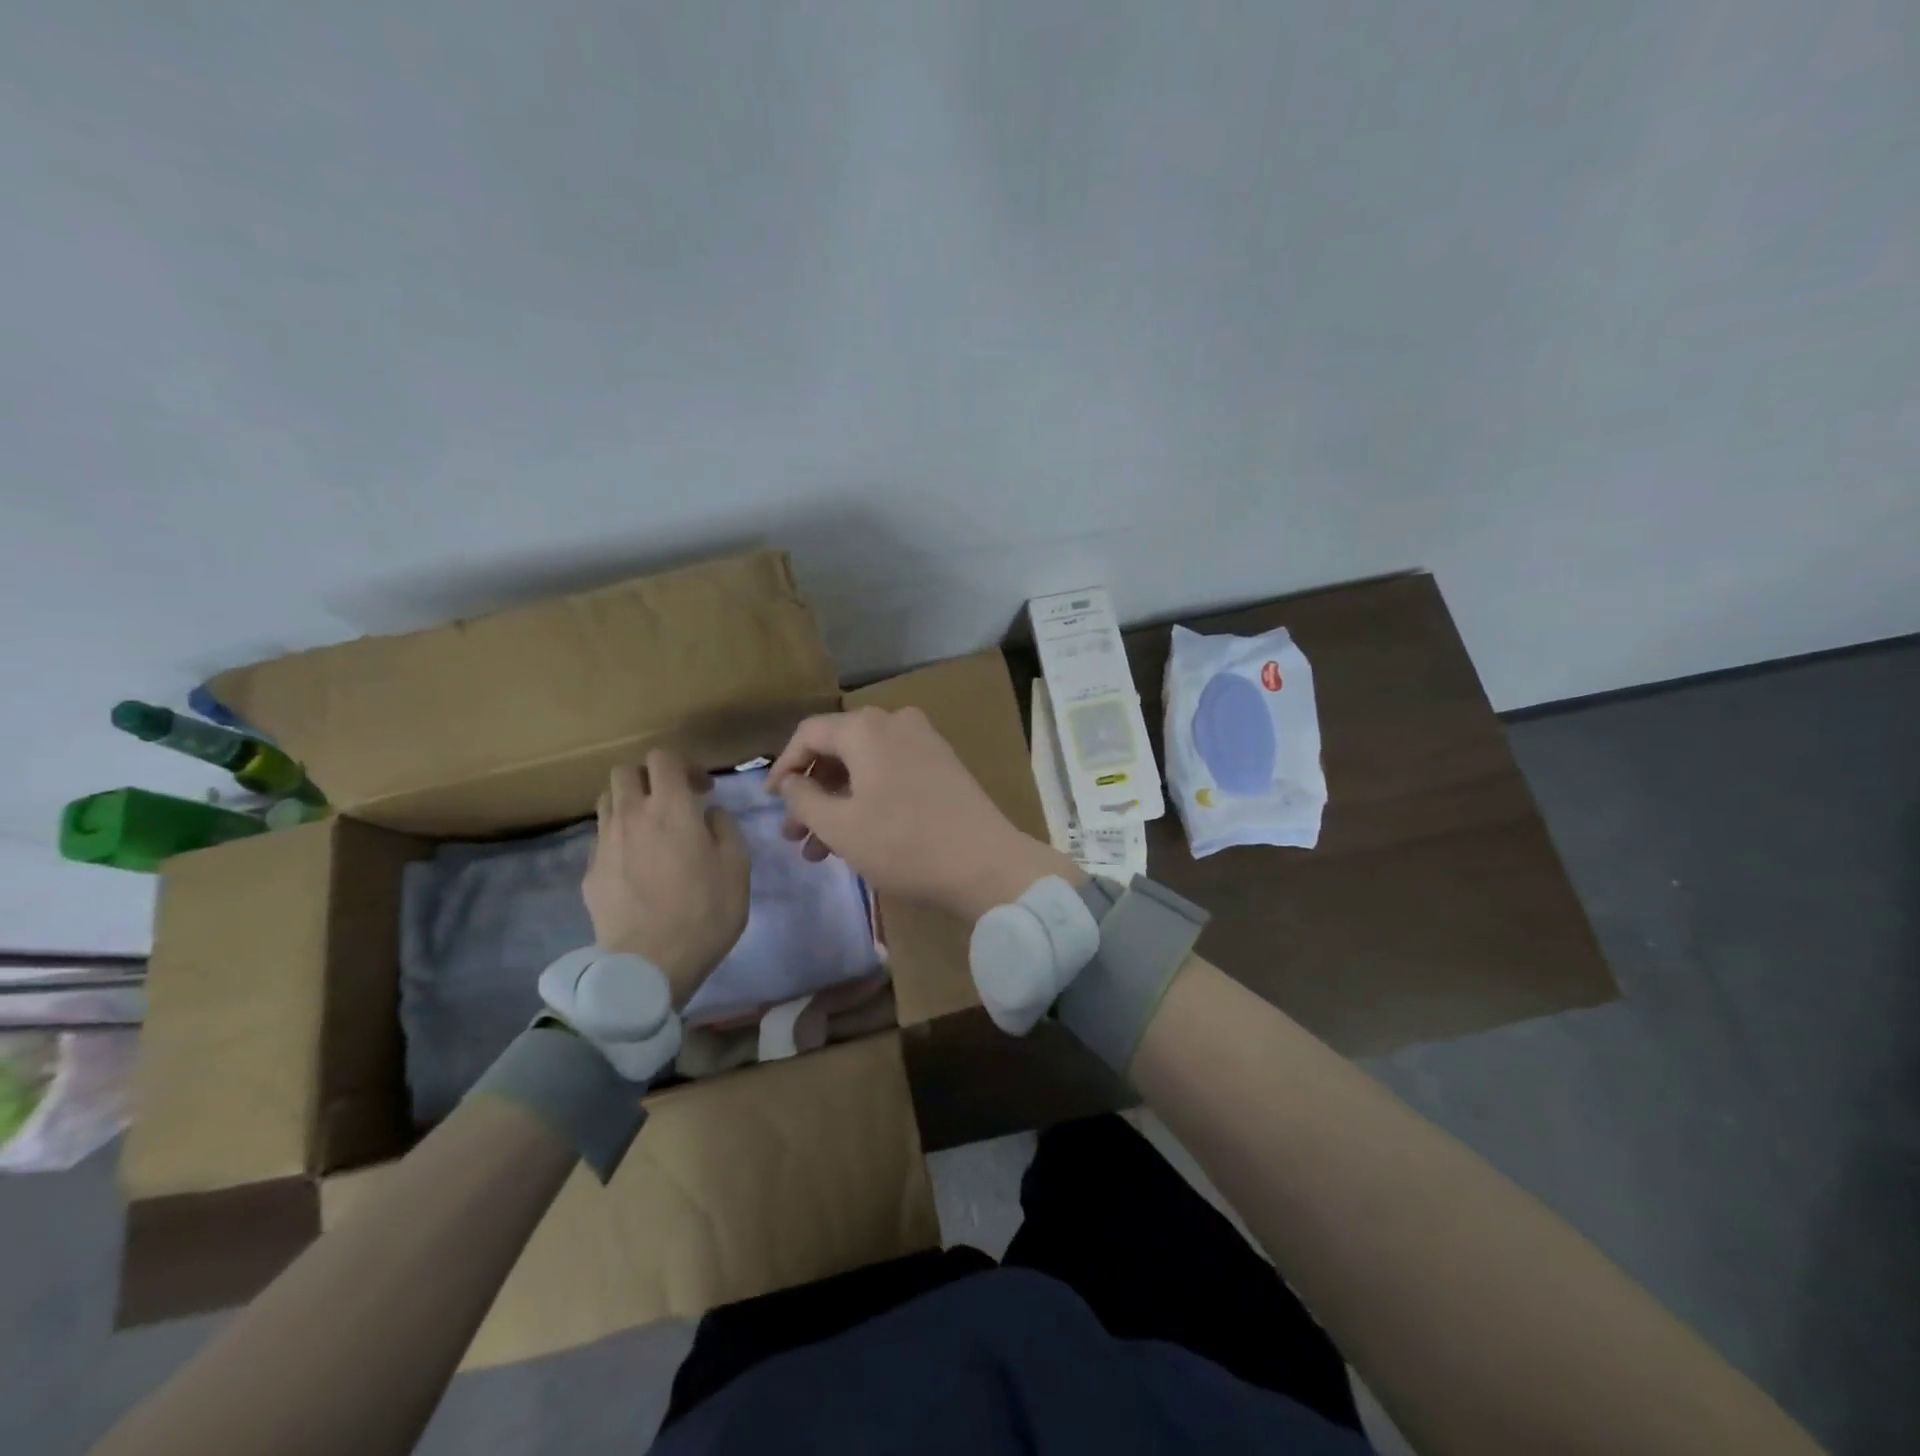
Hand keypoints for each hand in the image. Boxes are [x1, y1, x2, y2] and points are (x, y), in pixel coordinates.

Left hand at [582, 749, 750, 1006]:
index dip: (684, 765)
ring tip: (650, 829)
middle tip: (672, 801)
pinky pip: (602, 837)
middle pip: (624, 772)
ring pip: (607, 801)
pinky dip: (619, 837)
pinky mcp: (590, 872)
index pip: (663, 757)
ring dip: (629, 803)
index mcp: (671, 808)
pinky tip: (637, 864)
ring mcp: (605, 843)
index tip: (702, 789)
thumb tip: (709, 813)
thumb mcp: (737, 867)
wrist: (649, 964)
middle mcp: (632, 815)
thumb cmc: (705, 912)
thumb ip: (725, 829)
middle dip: (649, 777)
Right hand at [766, 706, 1079, 920]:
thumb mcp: (841, 827)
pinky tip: (859, 836)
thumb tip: (789, 781)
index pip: (808, 733)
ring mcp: (924, 742)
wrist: (987, 864)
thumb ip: (803, 799)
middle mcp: (895, 722)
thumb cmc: (904, 844)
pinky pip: (891, 772)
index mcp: (866, 729)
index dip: (783, 766)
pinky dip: (868, 798)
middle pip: (838, 749)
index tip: (771, 802)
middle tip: (794, 835)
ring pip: (865, 765)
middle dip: (811, 792)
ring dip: (838, 801)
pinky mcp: (943, 764)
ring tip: (819, 849)